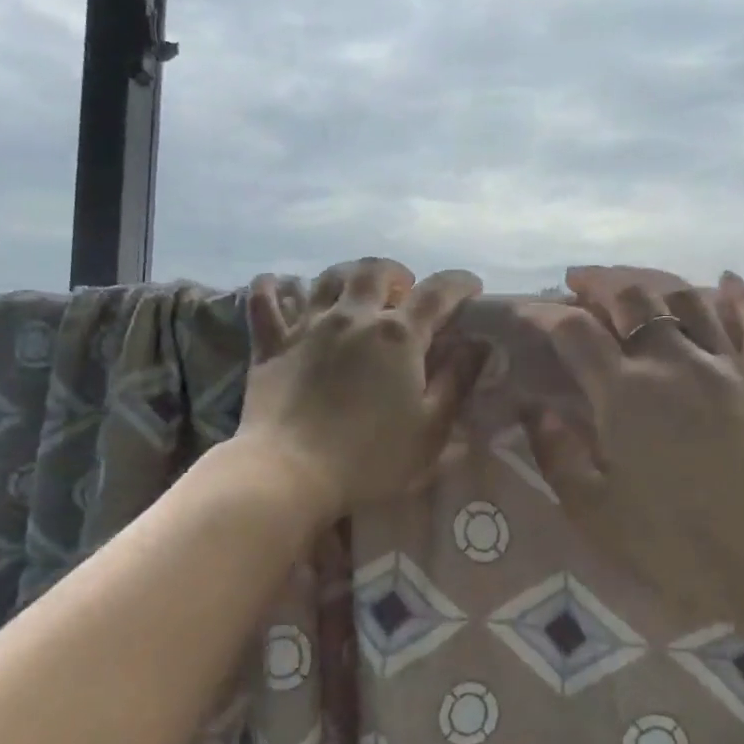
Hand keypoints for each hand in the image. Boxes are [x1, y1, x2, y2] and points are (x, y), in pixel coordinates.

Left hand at [237, 258, 487, 522]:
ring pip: (326, 278)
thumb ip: (457, 381)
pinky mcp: (271, 343)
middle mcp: (353, 317)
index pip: (438, 293)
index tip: (471, 287)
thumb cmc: (370, 458)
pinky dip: (271, 288)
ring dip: (346, 275)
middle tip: (403, 290)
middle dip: (396, 273)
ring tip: (354, 290)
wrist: (292, 472)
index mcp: (398, 336)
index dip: (459, 283)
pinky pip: (264, 301)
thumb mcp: (430, 428)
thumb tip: (479, 344)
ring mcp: (307, 326)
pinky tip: (276, 284)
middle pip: (375, 272)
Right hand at [520, 265, 743, 608]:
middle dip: (598, 282)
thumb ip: (558, 455)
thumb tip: (539, 410)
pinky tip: (729, 281)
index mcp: (624, 393)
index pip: (573, 331)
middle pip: (632, 296)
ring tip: (633, 283)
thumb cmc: (676, 544)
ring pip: (688, 299)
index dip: (542, 313)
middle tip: (578, 283)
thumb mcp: (594, 511)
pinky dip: (743, 297)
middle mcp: (673, 362)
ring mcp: (727, 366)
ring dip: (654, 282)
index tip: (523, 310)